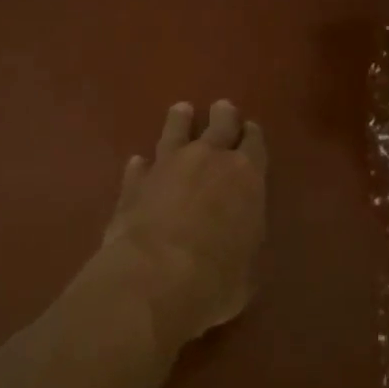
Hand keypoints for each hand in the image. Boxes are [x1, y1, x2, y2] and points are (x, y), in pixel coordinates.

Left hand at [99, 100, 267, 349]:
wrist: (154, 277)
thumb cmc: (217, 279)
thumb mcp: (248, 269)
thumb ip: (243, 242)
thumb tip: (237, 242)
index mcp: (246, 176)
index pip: (254, 143)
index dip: (252, 136)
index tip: (250, 130)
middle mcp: (208, 159)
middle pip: (219, 124)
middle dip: (223, 115)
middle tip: (222, 108)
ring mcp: (167, 165)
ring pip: (175, 130)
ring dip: (180, 121)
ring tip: (181, 111)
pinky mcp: (133, 182)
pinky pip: (140, 165)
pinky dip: (142, 165)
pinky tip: (139, 164)